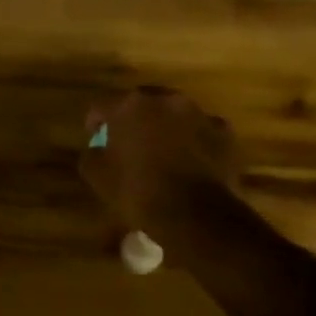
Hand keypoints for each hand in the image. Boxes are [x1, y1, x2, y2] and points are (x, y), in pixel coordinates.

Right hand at [80, 87, 242, 236]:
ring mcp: (198, 113)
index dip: (95, 123)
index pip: (101, 106)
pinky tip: (191, 161)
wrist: (196, 215)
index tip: (96, 140)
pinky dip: (195, 140)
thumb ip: (91, 154)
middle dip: (133, 120)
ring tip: (163, 152)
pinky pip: (202, 130)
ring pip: (174, 114)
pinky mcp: (224, 132)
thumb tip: (96, 148)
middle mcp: (164, 100)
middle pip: (140, 103)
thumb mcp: (97, 177)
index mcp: (129, 106)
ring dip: (166, 127)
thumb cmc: (139, 191)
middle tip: (130, 143)